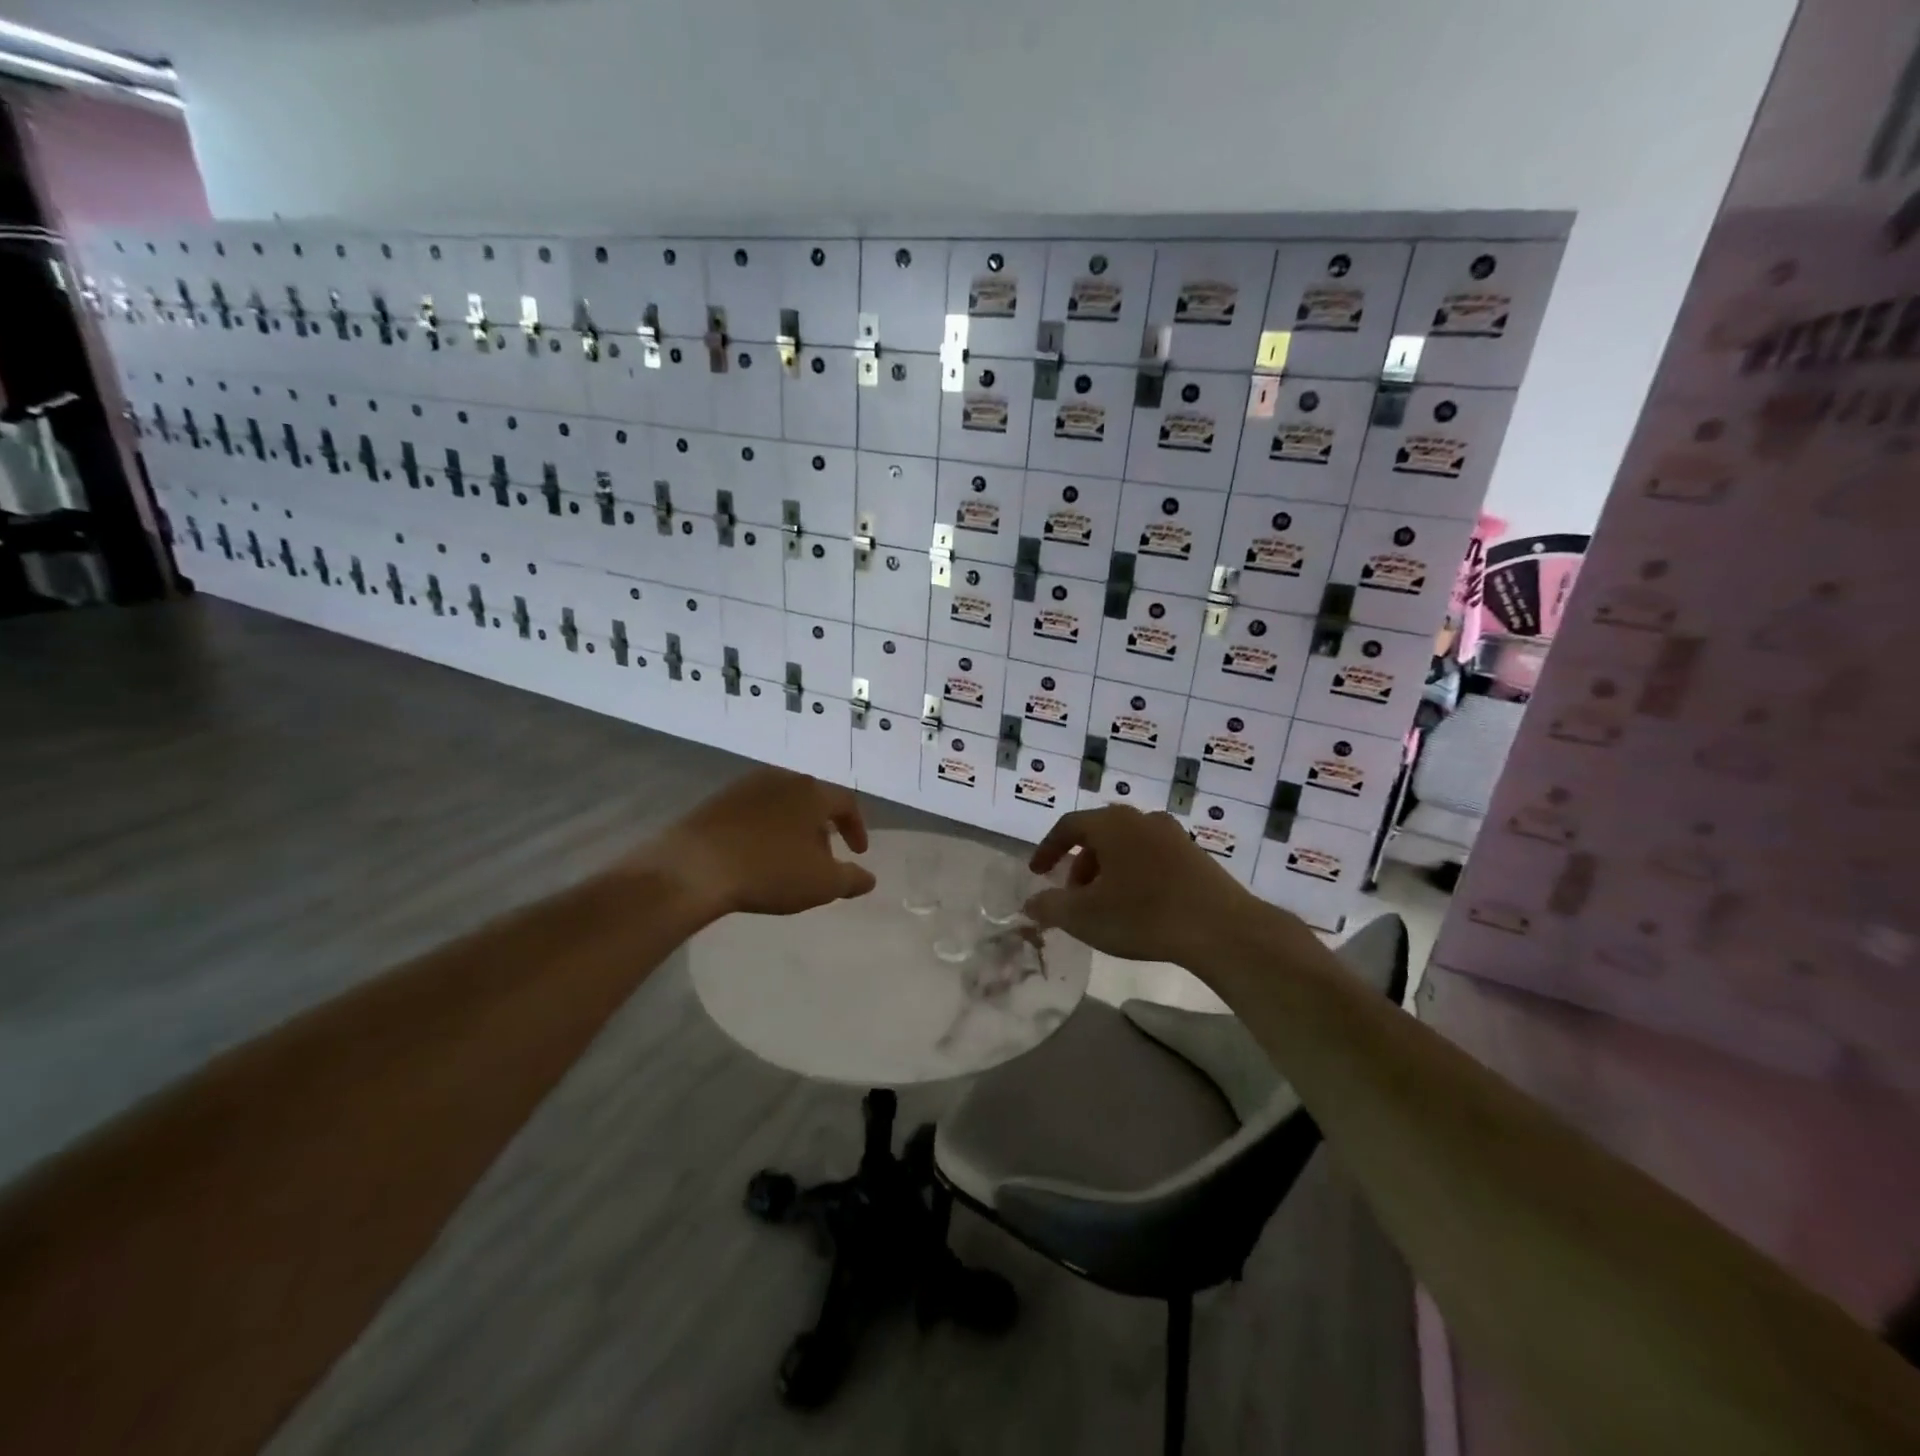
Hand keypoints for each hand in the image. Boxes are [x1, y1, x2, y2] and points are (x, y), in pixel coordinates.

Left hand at [633, 768, 875, 919]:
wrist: (694, 866)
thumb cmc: (769, 870)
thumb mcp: (821, 883)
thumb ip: (851, 879)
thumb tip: (868, 878)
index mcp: (812, 792)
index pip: (846, 803)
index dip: (857, 828)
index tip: (858, 852)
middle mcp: (782, 778)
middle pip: (813, 800)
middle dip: (823, 828)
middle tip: (823, 857)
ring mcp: (747, 786)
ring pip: (783, 803)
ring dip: (793, 827)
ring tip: (789, 858)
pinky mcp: (718, 799)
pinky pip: (754, 810)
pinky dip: (765, 828)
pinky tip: (757, 854)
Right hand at [1024, 805, 1257, 964]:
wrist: (1221, 929)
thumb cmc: (1143, 915)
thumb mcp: (1084, 916)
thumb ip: (1050, 906)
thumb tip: (1030, 903)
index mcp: (1112, 823)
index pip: (1068, 826)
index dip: (1047, 848)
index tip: (1036, 872)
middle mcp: (1141, 819)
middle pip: (1099, 835)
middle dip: (1079, 864)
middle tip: (1072, 896)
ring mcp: (1173, 835)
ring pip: (1127, 846)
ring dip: (1107, 871)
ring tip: (1105, 905)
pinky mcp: (1196, 856)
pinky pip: (1151, 857)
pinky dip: (1134, 874)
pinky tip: (1139, 906)